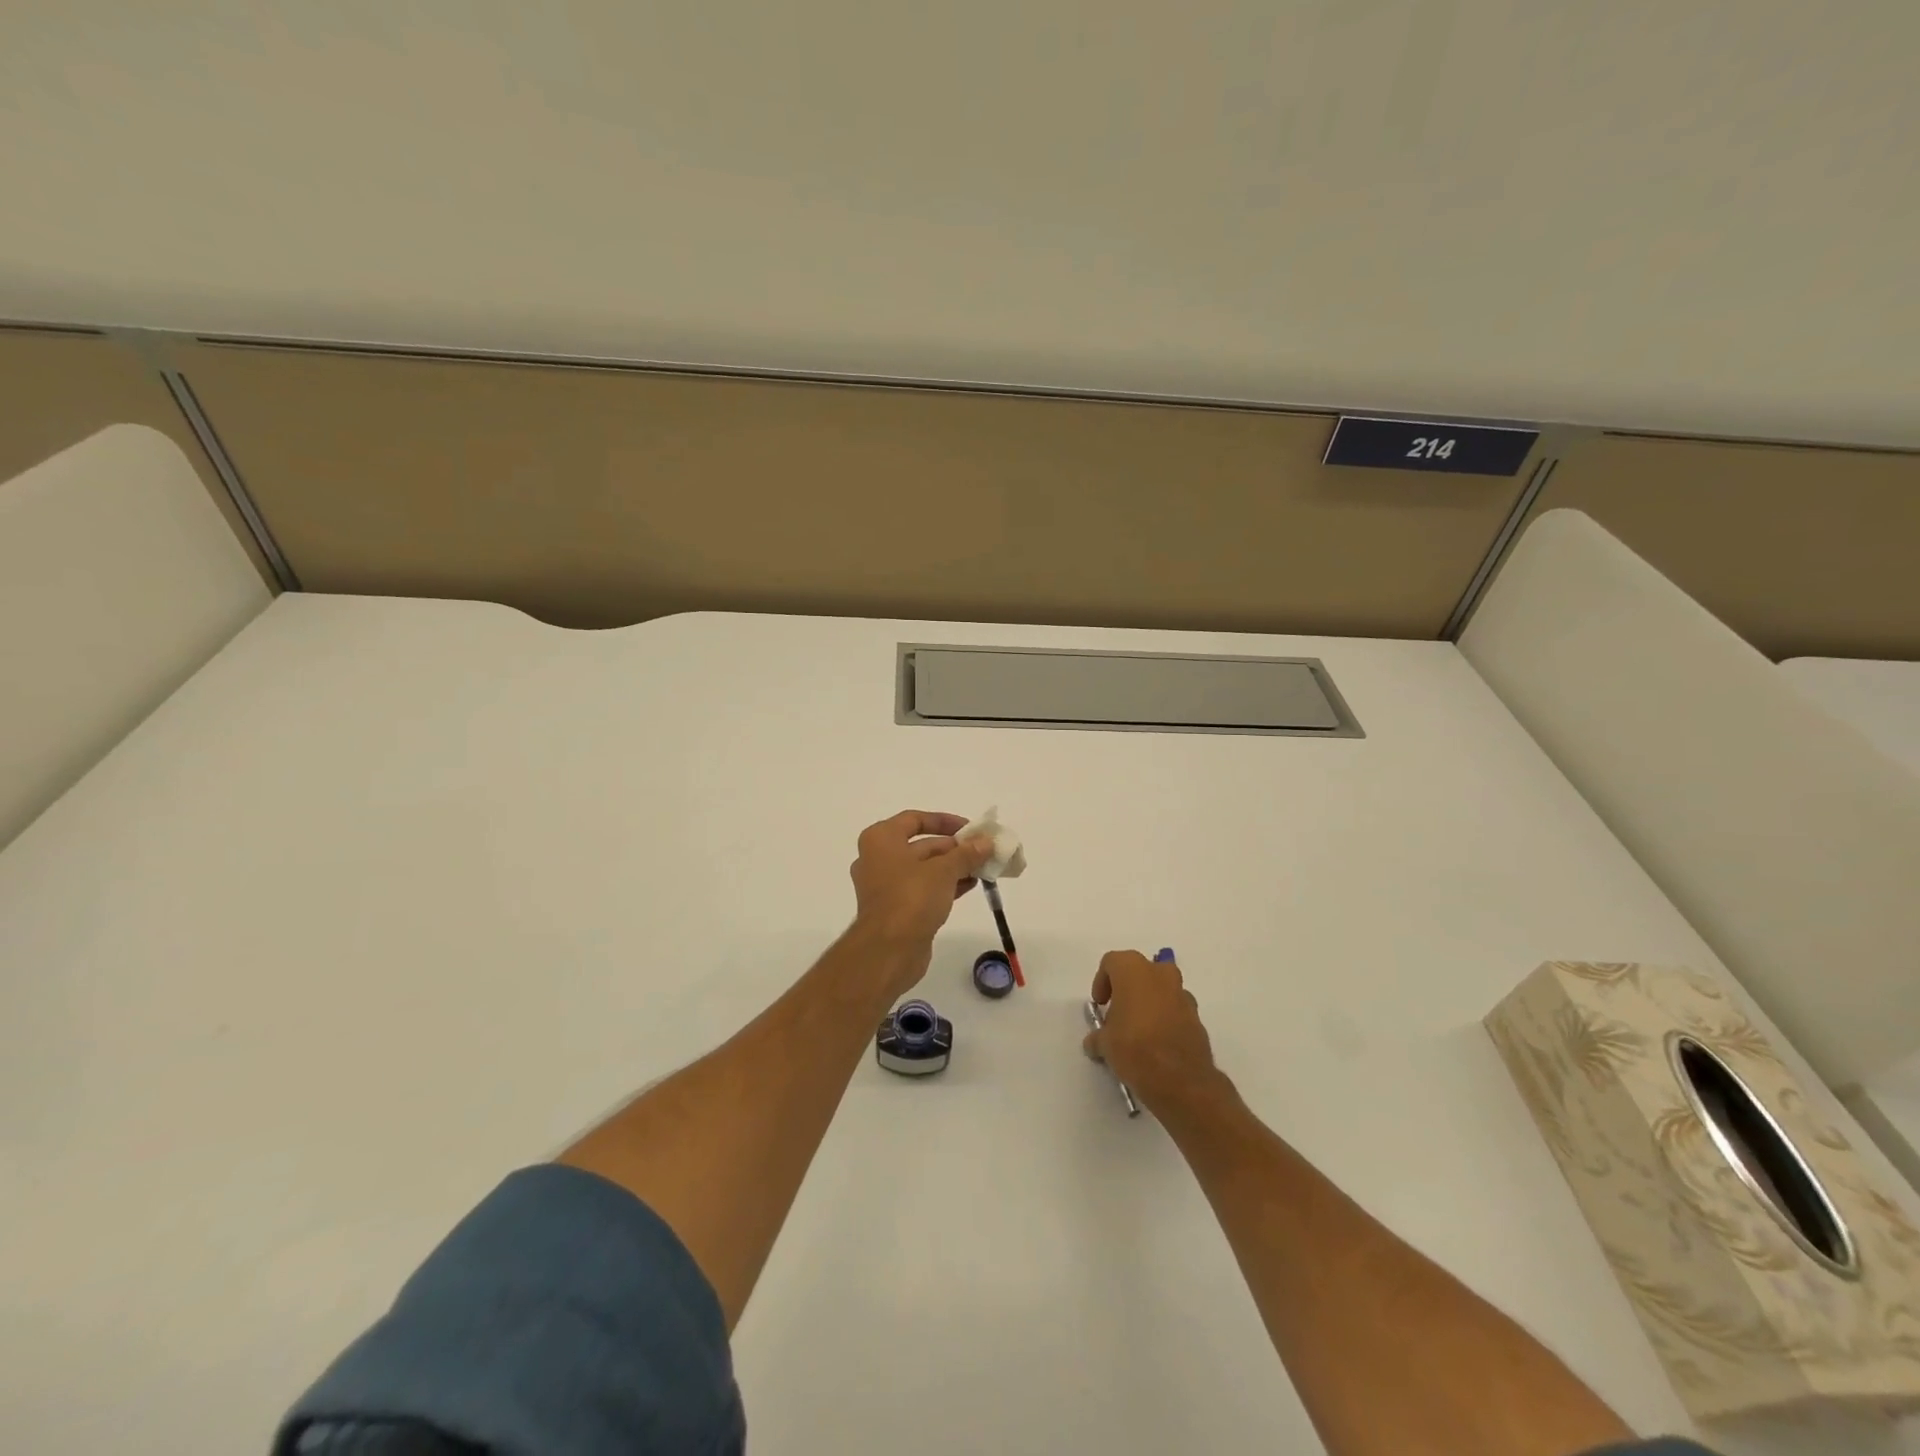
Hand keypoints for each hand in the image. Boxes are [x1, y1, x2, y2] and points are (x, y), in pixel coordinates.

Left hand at [847, 811, 993, 993]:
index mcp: (881, 840)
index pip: (915, 819)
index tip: (970, 829)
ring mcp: (885, 886)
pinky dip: (945, 885)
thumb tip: (986, 841)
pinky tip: (970, 886)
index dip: (944, 821)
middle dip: (954, 848)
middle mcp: (878, 859)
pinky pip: (923, 889)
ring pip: (924, 869)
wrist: (888, 951)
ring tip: (982, 868)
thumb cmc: (911, 898)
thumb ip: (966, 853)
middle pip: (921, 845)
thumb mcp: (944, 870)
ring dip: (953, 868)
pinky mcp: (895, 909)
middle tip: (983, 851)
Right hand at [1083, 949, 1221, 1112]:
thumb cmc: (1135, 1049)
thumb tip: (1095, 1042)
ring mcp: (1183, 994)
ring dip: (1149, 1002)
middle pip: (1140, 971)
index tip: (1100, 1005)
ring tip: (1138, 1031)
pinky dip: (1166, 1018)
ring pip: (1161, 989)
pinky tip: (1157, 1043)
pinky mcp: (1198, 1017)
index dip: (1102, 981)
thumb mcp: (1105, 1044)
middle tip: (1118, 1013)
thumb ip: (1098, 1036)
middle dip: (1128, 988)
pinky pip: (1176, 1009)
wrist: (1181, 1080)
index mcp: (1134, 970)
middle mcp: (1160, 974)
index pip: (1112, 962)